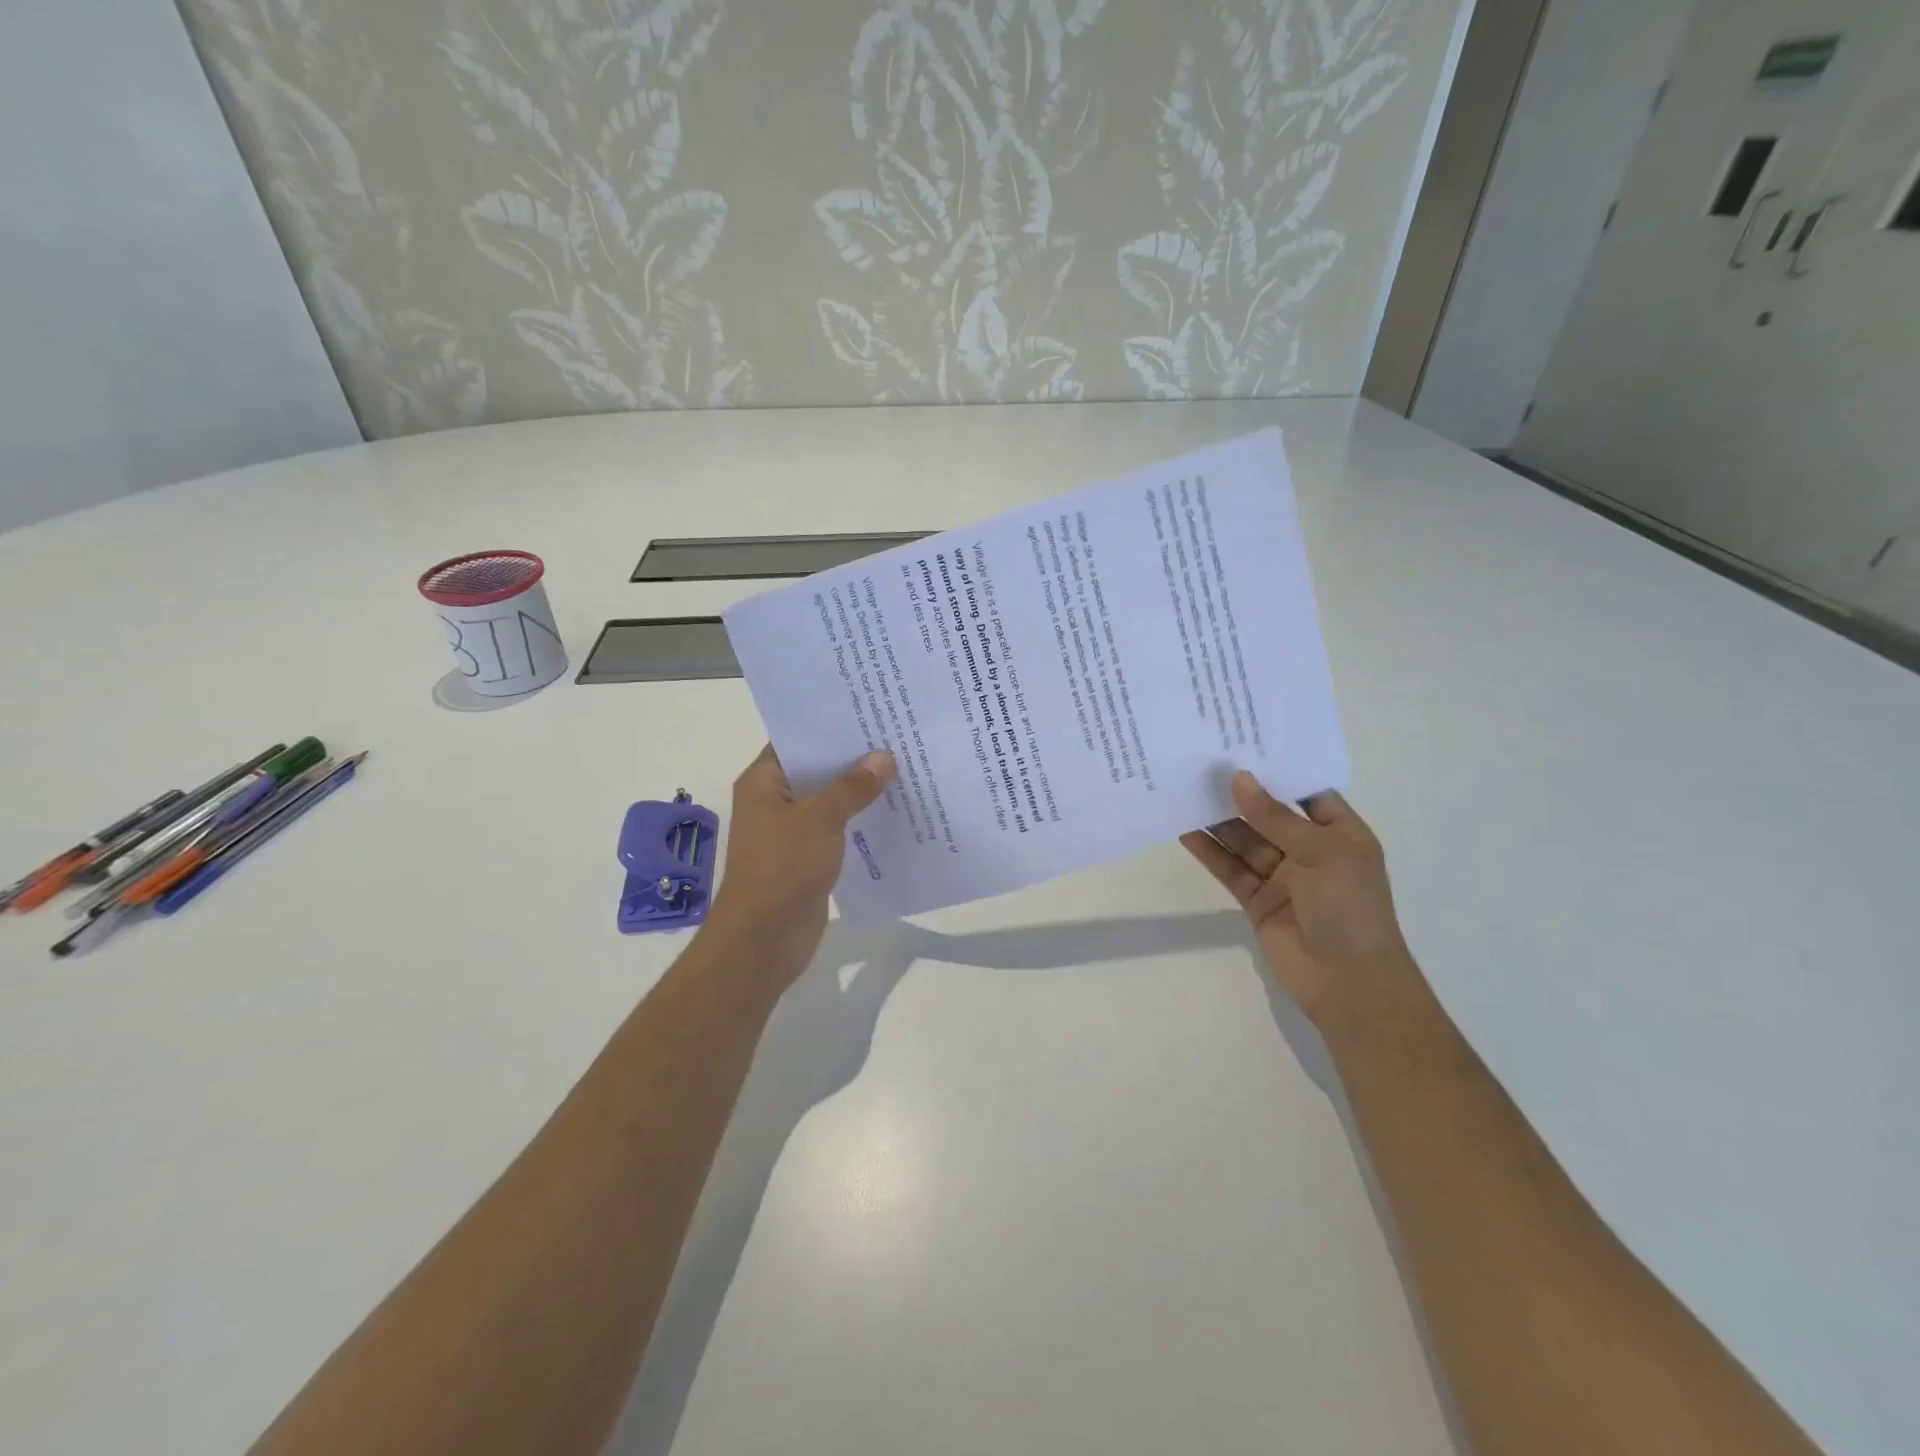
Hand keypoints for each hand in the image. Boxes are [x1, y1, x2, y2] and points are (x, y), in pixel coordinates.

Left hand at [706, 744, 894, 982]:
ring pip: (830, 801)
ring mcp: (791, 831)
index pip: (797, 740)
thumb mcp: (820, 819)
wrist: (764, 939)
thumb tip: (883, 757)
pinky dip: (861, 821)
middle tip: (897, 737)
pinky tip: (895, 812)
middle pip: (817, 770)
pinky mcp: (808, 857)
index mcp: (764, 782)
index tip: (868, 712)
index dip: (830, 727)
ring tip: (904, 769)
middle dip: (854, 758)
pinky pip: (838, 829)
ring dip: (861, 792)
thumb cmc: (782, 868)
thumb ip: (852, 787)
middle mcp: (775, 801)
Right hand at [1181, 772, 1424, 1030]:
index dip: (1278, 771)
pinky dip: (1209, 852)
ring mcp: (1282, 877)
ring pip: (1245, 841)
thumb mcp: (1320, 853)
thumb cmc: (1350, 908)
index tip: (1244, 745)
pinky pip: (1230, 869)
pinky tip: (1185, 831)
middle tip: (1203, 764)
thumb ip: (1275, 817)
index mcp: (1341, 835)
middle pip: (1269, 815)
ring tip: (1186, 790)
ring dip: (1219, 820)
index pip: (1308, 793)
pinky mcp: (1257, 900)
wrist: (1349, 984)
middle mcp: (1311, 852)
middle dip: (1240, 794)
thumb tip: (1238, 779)